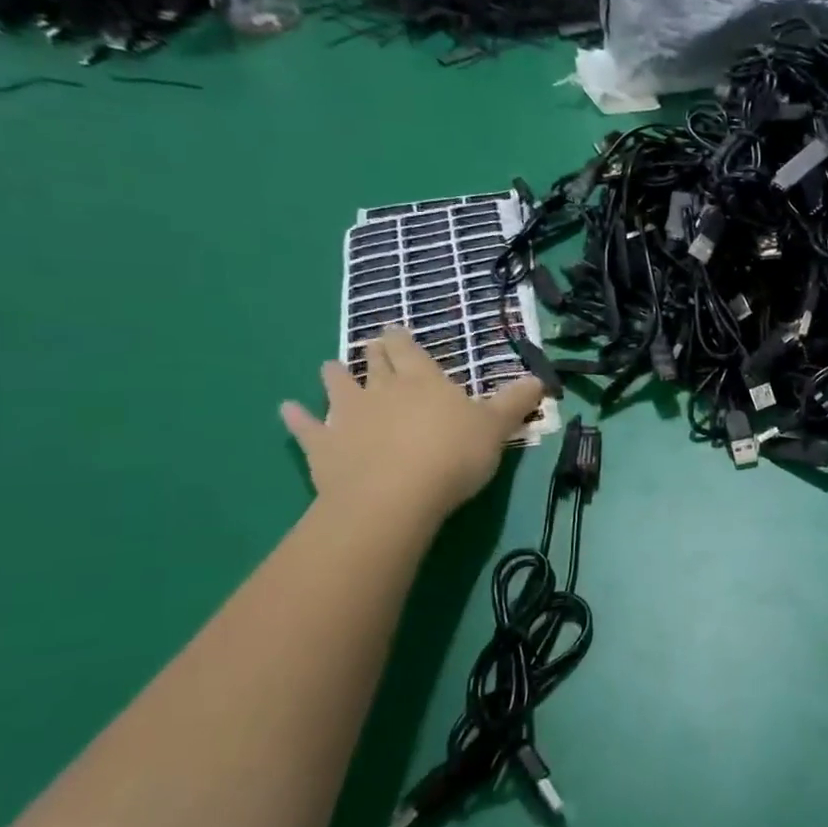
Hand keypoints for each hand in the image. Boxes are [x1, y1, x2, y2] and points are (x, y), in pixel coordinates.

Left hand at [280, 328, 544, 528]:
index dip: (403, 338)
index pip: (410, 349)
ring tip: (330, 367)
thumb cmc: (452, 455)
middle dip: (374, 351)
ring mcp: (348, 416)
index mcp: (423, 380)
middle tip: (370, 344)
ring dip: (334, 376)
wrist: (395, 497)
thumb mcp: (496, 428)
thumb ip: (515, 402)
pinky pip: (306, 428)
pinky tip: (286, 410)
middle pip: (375, 362)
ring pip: (338, 386)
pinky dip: (296, 418)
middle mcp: (382, 389)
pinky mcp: (323, 446)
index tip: (395, 329)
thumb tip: (541, 378)